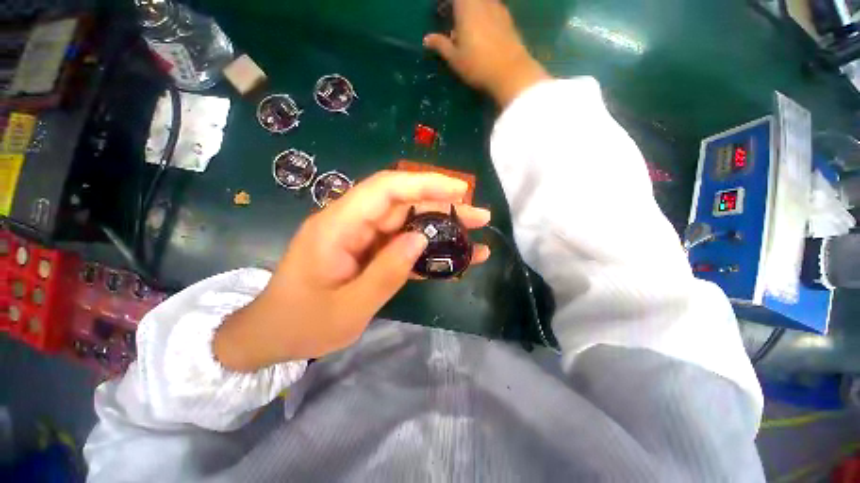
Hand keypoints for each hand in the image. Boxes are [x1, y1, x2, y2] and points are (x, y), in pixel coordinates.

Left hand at [213, 171, 491, 371]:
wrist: (273, 334)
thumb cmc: (302, 324)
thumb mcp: (348, 308)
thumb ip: (386, 272)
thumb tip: (420, 239)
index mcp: (337, 227)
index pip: (385, 189)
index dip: (424, 184)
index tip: (460, 190)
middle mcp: (351, 223)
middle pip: (403, 203)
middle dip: (443, 206)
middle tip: (479, 216)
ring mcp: (362, 237)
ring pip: (407, 222)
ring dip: (440, 227)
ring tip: (474, 235)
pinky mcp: (369, 251)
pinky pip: (402, 243)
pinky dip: (428, 248)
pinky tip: (453, 257)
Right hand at [424, 0, 549, 106]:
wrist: (510, 72)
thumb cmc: (477, 65)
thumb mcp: (455, 58)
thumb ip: (440, 45)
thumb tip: (426, 39)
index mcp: (467, 6)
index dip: (446, 3)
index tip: (440, 10)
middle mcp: (483, 1)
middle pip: (468, 0)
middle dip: (458, 7)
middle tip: (451, 18)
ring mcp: (498, 8)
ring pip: (482, 3)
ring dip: (472, 9)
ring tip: (466, 26)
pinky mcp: (508, 19)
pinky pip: (493, 9)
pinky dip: (484, 14)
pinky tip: (482, 32)